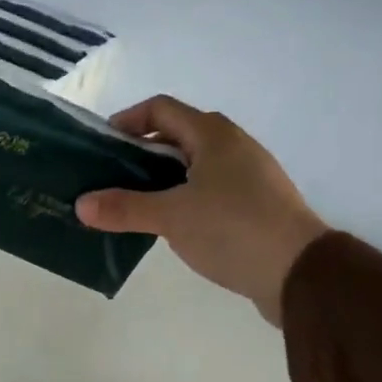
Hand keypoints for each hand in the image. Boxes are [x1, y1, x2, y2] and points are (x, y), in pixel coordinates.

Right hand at [75, 96, 328, 324]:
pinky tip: (168, 226)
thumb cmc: (233, 229)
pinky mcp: (254, 205)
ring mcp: (247, 176)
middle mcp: (232, 146)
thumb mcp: (171, 216)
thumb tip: (81, 204)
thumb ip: (124, 208)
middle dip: (138, 154)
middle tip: (108, 179)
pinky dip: (182, 199)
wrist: (301, 272)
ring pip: (192, 166)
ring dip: (159, 180)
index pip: (160, 109)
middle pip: (175, 136)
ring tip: (131, 205)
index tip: (101, 147)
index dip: (127, 121)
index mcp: (212, 135)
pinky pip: (208, 190)